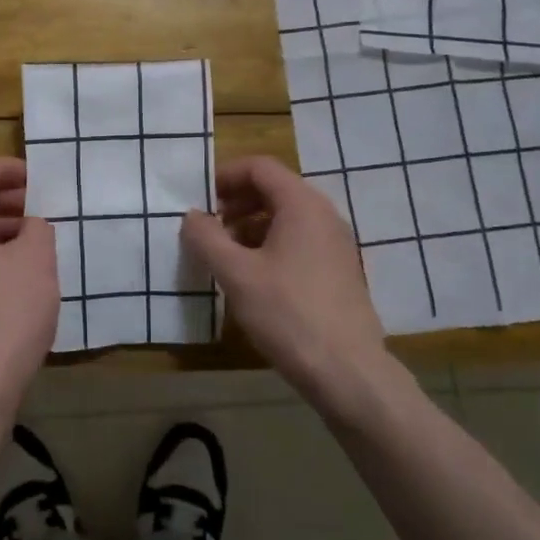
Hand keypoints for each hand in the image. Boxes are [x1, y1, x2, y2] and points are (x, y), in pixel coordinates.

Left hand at [0, 157, 59, 404]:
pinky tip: (29, 270)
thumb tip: (32, 225)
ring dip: (5, 229)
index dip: (2, 169)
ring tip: (41, 236)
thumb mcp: (35, 257)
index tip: (35, 177)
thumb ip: (37, 226)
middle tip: (41, 204)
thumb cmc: (7, 309)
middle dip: (5, 199)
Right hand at [181, 156, 392, 400]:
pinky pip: (300, 241)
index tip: (200, 200)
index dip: (225, 176)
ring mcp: (336, 244)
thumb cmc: (288, 314)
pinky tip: (253, 277)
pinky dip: (271, 245)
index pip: (260, 167)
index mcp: (302, 204)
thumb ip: (206, 238)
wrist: (348, 372)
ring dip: (251, 225)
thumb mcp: (236, 274)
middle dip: (236, 202)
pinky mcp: (339, 270)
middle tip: (208, 227)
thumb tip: (191, 216)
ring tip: (225, 254)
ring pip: (287, 217)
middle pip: (274, 189)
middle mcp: (324, 215)